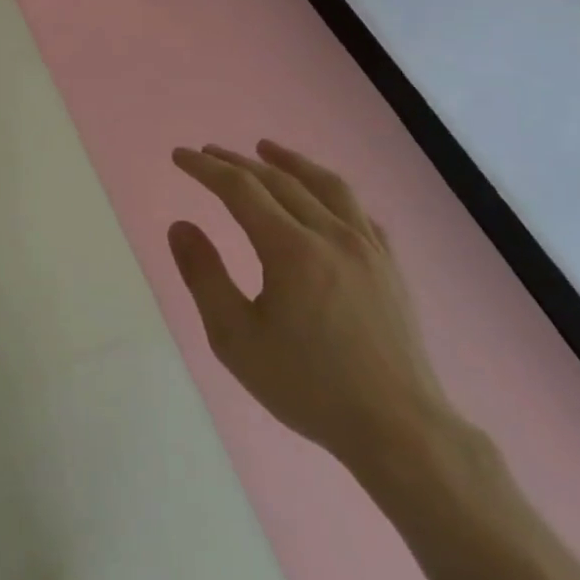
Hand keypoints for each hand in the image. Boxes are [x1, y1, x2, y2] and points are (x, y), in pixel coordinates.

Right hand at [169, 142, 454, 474]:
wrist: (399, 430)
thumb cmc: (308, 386)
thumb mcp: (236, 338)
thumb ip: (204, 276)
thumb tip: (181, 225)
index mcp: (291, 249)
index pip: (240, 189)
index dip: (206, 168)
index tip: (180, 156)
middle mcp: (332, 235)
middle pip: (279, 181)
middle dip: (238, 162)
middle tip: (209, 153)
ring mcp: (368, 248)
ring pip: (327, 186)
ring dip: (290, 163)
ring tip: (266, 149)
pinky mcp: (391, 267)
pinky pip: (359, 213)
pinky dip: (331, 193)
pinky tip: (323, 198)